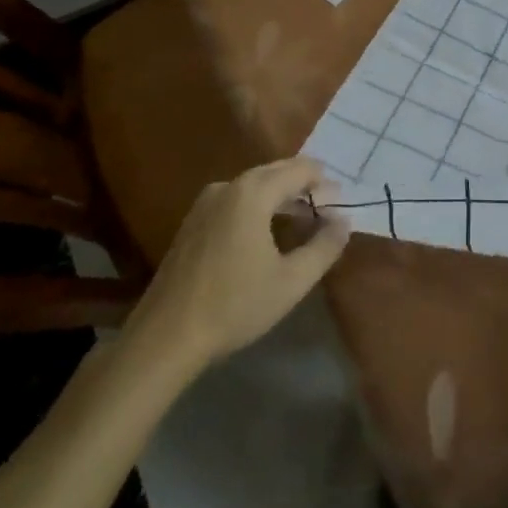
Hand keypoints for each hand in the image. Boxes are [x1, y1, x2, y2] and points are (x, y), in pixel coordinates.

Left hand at [118, 156, 349, 385]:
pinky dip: (258, 207)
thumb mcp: (291, 281)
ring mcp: (205, 203)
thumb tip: (343, 221)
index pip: (300, 169)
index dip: (324, 183)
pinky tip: (266, 234)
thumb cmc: (234, 305)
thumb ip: (324, 247)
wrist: (164, 338)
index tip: (340, 205)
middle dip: (304, 186)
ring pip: (254, 186)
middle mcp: (227, 186)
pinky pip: (235, 200)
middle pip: (276, 172)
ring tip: (301, 220)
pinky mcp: (192, 223)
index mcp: (252, 192)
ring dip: (281, 197)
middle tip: (326, 210)